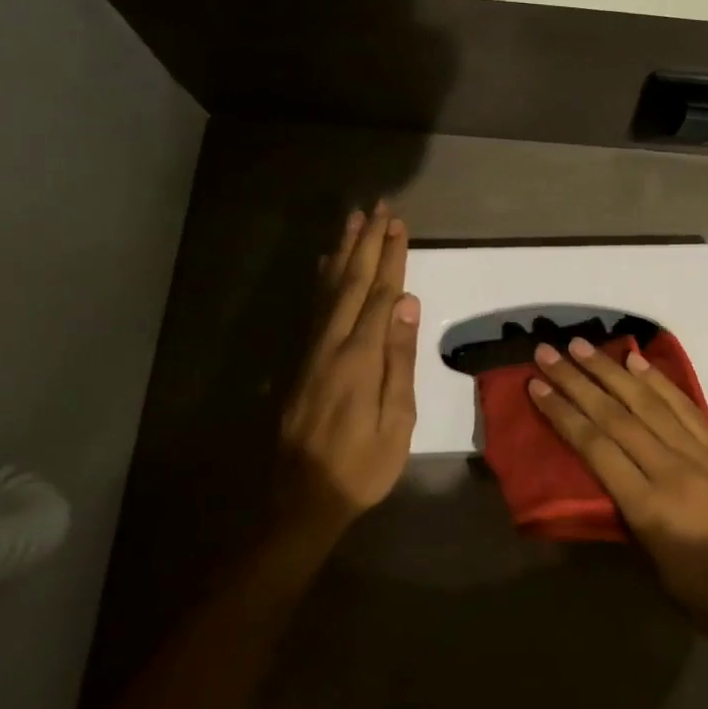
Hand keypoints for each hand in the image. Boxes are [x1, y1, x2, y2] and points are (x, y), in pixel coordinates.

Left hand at [276, 203, 419, 537]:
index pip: (378, 295)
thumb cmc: (361, 466)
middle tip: (378, 208)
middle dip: (367, 243)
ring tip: (353, 221)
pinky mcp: (300, 363)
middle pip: (350, 283)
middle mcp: (330, 344)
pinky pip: (313, 308)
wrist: (301, 500)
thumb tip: (406, 304)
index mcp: (359, 358)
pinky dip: (321, 280)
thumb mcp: (396, 421)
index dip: (390, 258)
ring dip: (342, 253)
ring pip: (328, 290)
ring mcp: (311, 352)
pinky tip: (325, 265)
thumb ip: (399, 359)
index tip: (398, 225)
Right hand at [527, 337, 707, 653]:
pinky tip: (637, 362)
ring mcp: (701, 454)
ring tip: (583, 347)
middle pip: (616, 415)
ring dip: (612, 370)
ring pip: (648, 402)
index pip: (596, 447)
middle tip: (548, 352)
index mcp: (650, 507)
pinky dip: (658, 381)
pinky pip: (684, 406)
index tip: (537, 387)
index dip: (563, 414)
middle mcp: (672, 469)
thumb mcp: (655, 567)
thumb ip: (627, 516)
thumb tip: (604, 478)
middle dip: (578, 381)